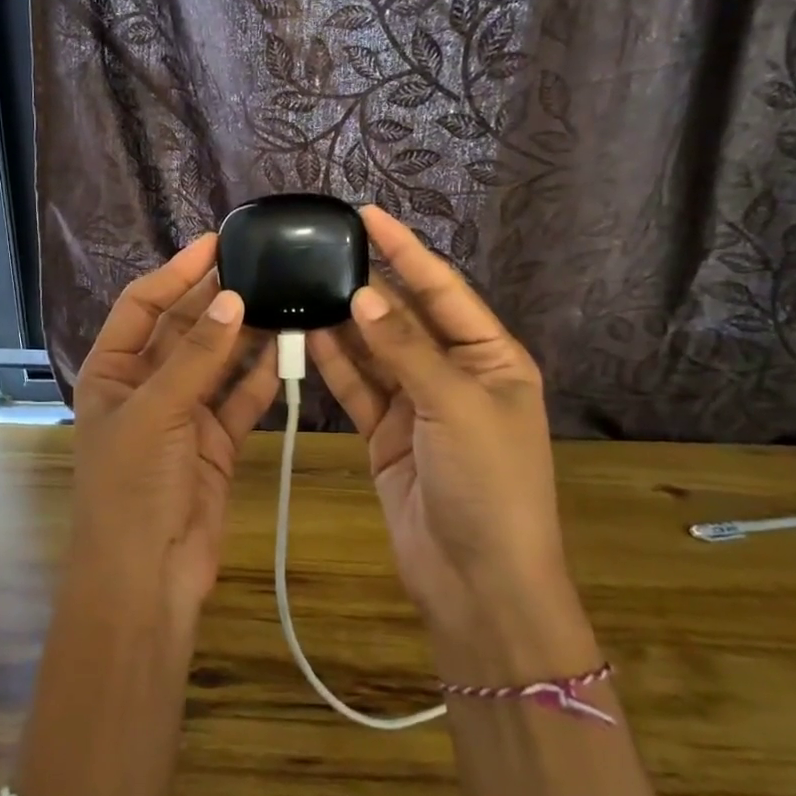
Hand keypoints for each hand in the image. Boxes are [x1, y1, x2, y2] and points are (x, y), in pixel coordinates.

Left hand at [70, 233, 278, 626]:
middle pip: (184, 330)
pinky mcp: (216, 442)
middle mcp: (146, 385)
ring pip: (218, 362)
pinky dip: (262, 378)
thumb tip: (231, 298)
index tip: (215, 244)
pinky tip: (289, 351)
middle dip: (217, 301)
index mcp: (112, 371)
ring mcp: (183, 413)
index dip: (175, 274)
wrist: (147, 575)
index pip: (142, 306)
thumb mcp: (156, 412)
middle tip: (261, 267)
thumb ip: (196, 357)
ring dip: (246, 336)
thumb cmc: (132, 486)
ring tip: (283, 299)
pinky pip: (241, 400)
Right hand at [307, 207, 569, 646]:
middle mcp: (454, 373)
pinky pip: (357, 386)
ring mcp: (416, 404)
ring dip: (343, 323)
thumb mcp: (455, 407)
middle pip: (405, 317)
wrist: (476, 580)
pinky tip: (305, 334)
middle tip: (321, 249)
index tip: (368, 215)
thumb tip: (362, 294)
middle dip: (368, 285)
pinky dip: (333, 363)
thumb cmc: (488, 484)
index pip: (443, 290)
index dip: (406, 252)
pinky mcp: (384, 433)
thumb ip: (406, 349)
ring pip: (374, 351)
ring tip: (303, 284)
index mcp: (491, 358)